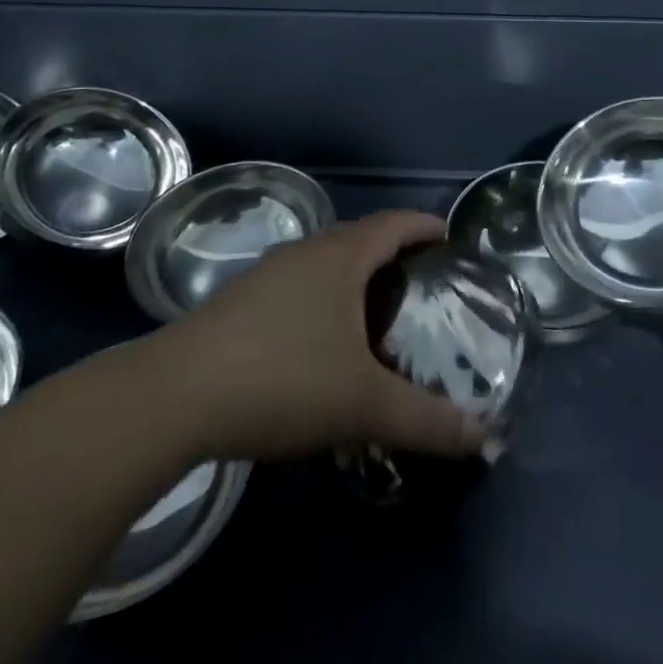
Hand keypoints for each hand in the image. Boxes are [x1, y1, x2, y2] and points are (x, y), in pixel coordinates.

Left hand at [157, 210, 485, 462]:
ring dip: (355, 278)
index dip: (425, 227)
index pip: (395, 223)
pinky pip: (298, 286)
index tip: (449, 240)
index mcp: (341, 257)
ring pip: (325, 263)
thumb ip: (428, 421)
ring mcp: (267, 275)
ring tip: (377, 315)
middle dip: (394, 254)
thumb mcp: (364, 405)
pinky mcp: (240, 302)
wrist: (174, 397)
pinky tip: (321, 344)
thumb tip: (488, 440)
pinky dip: (323, 300)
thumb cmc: (283, 380)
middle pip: (360, 238)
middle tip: (422, 286)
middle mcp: (306, 253)